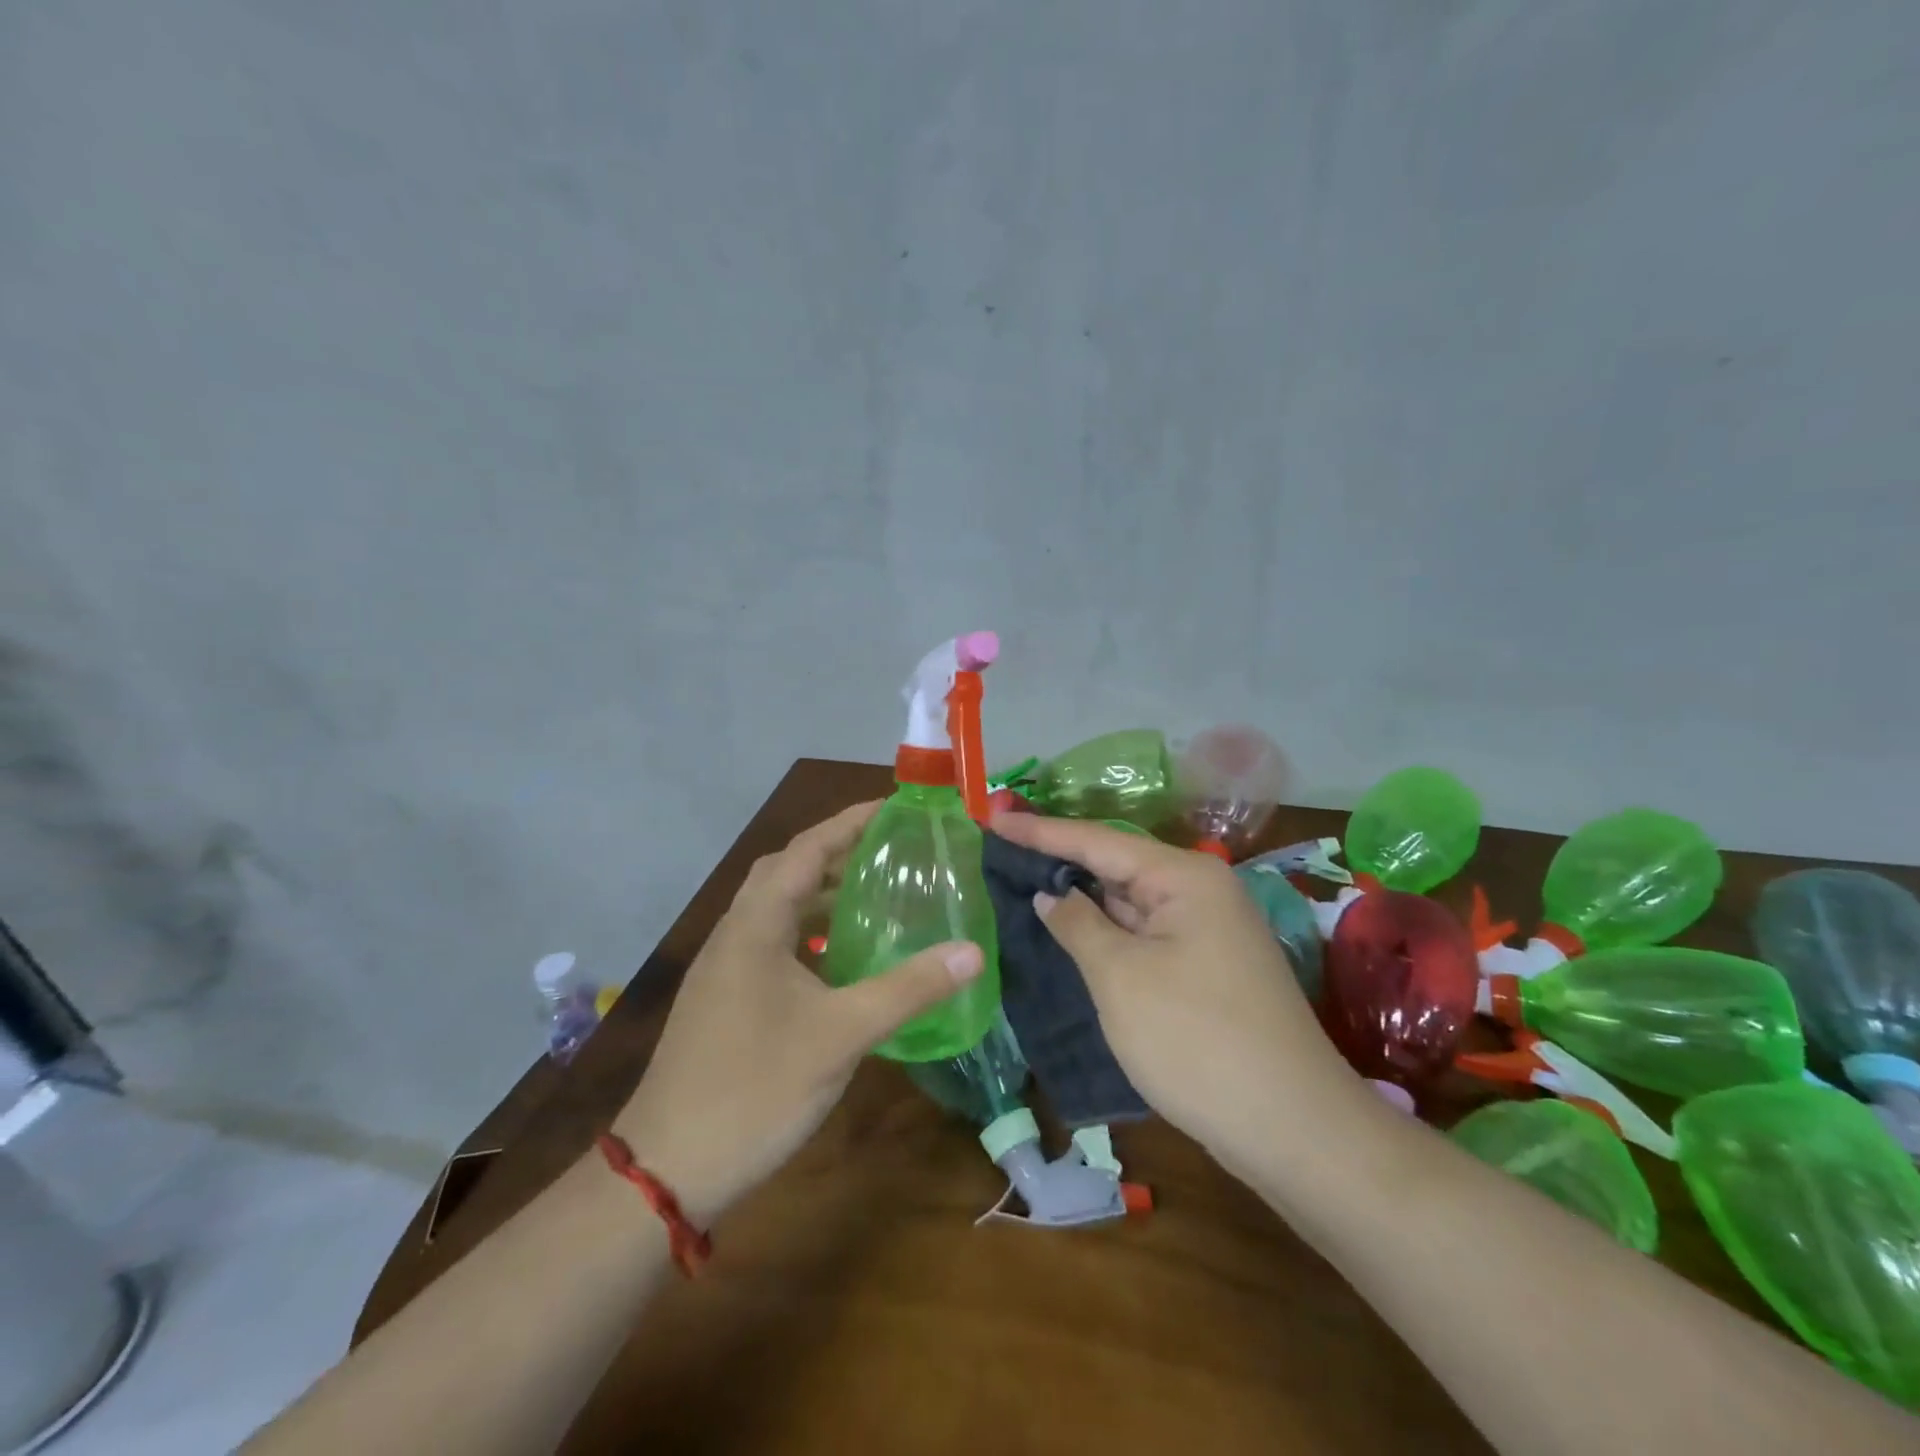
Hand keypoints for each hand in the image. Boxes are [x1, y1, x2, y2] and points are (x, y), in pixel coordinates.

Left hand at [612, 801, 982, 1227]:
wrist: (667, 1169)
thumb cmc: (755, 1088)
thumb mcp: (841, 1034)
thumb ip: (908, 988)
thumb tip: (971, 951)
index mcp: (756, 923)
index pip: (808, 848)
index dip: (851, 821)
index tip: (895, 808)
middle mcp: (736, 932)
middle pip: (789, 870)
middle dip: (838, 853)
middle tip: (891, 852)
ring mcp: (726, 967)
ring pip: (778, 909)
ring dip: (823, 895)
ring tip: (877, 897)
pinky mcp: (725, 997)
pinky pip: (773, 943)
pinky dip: (810, 935)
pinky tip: (843, 961)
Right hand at [989, 813, 1366, 1161]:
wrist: (1292, 1128)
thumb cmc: (1196, 1039)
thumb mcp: (1121, 977)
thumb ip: (1078, 925)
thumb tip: (1051, 894)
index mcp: (1184, 877)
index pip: (1097, 841)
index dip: (1040, 831)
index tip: (992, 817)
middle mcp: (1200, 892)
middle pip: (1117, 866)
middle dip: (1060, 861)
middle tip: (1001, 850)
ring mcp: (1207, 932)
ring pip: (1131, 904)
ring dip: (1083, 899)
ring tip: (1023, 883)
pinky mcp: (1206, 968)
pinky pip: (1145, 935)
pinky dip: (1107, 932)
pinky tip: (1071, 933)